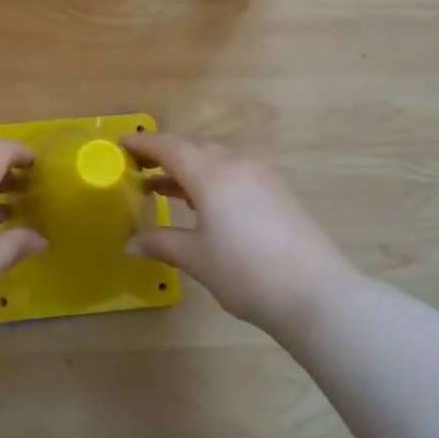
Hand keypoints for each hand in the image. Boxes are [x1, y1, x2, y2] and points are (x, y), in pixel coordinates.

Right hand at [123, 133, 351, 333]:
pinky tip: (203, 204)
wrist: (316, 294)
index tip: (122, 144)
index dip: (144, 144)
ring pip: (216, 159)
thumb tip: (129, 244)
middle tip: (139, 167)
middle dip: (165, 154)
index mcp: (211, 175)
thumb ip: (161, 243)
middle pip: (194, 148)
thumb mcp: (196, 258)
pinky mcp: (277, 192)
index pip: (170, 147)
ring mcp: (261, 176)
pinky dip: (211, 178)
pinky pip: (234, 172)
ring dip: (188, 168)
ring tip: (163, 188)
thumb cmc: (246, 273)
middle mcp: (236, 165)